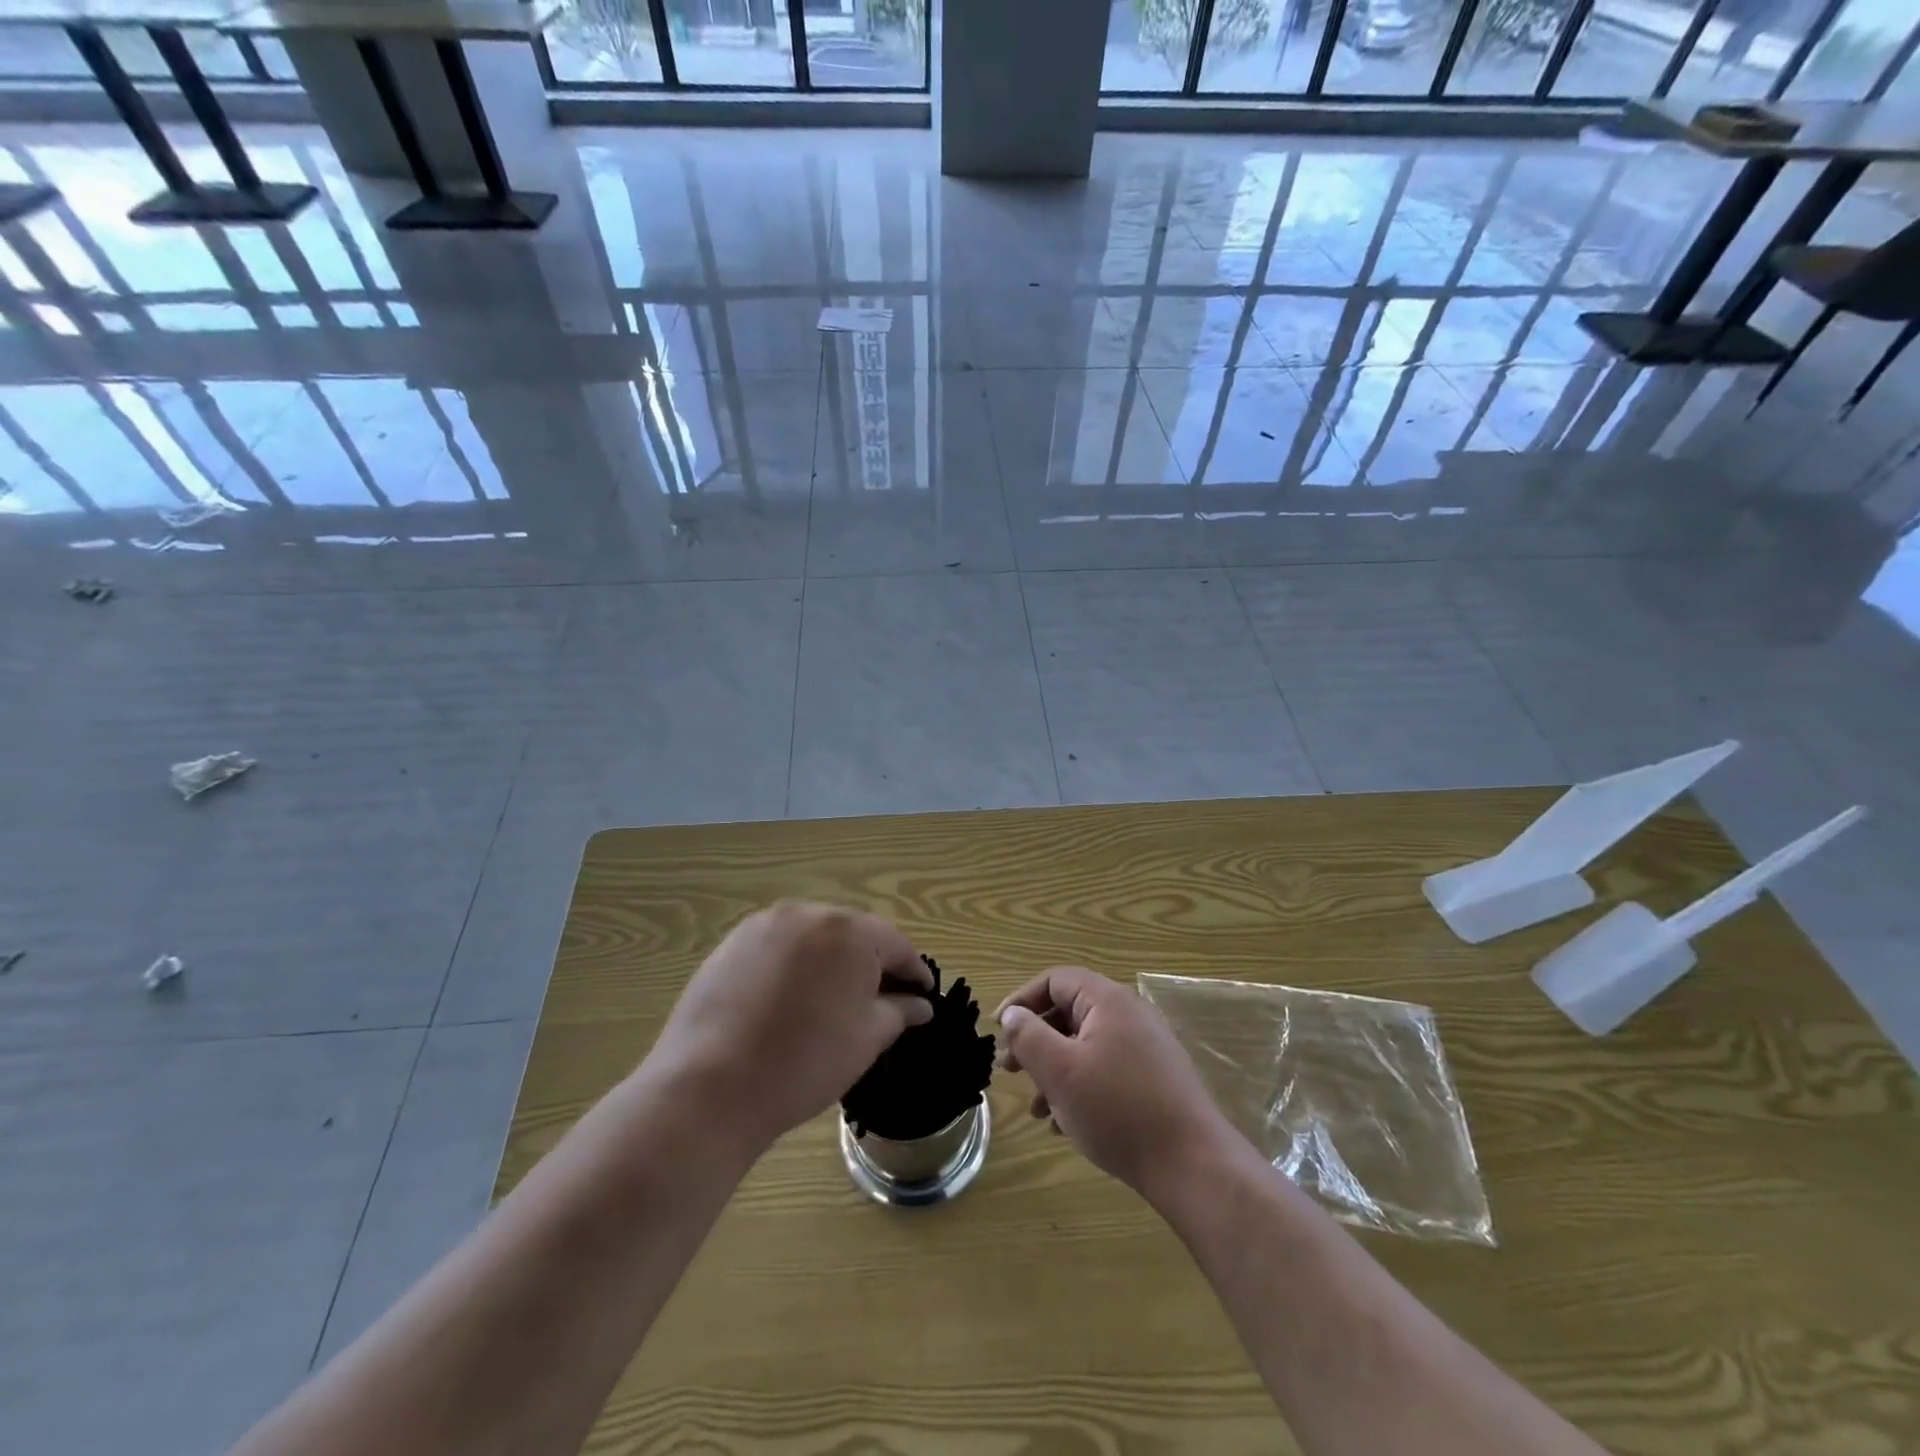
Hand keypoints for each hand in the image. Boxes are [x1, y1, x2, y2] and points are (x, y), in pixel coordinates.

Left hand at [644, 903, 933, 1155]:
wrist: (711, 1086)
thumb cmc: (805, 1062)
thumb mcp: (867, 1039)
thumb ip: (899, 1011)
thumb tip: (920, 1004)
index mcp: (850, 932)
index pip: (895, 945)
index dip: (913, 971)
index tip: (923, 995)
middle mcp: (809, 913)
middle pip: (854, 933)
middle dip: (871, 962)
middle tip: (880, 999)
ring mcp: (766, 924)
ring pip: (815, 936)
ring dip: (831, 960)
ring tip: (833, 999)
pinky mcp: (733, 942)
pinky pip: (780, 945)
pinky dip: (795, 964)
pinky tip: (791, 999)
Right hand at [997, 966, 1238, 1200]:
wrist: (1192, 1164)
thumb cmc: (1117, 1109)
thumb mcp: (1060, 1072)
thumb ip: (1028, 1036)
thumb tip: (1013, 1014)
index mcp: (1107, 1001)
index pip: (1055, 980)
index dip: (1022, 1000)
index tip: (998, 1031)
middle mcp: (1129, 1014)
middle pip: (1069, 1012)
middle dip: (1035, 1040)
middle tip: (1010, 1070)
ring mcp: (1146, 1047)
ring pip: (1085, 1045)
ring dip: (1054, 1070)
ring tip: (1035, 1108)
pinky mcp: (1155, 1078)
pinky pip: (1106, 1069)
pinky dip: (1080, 1086)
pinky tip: (1065, 1124)